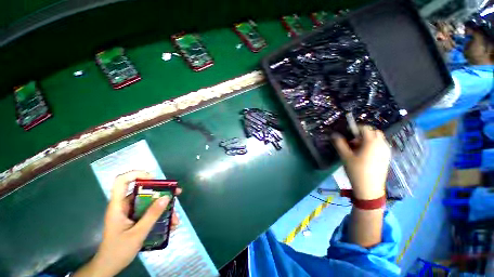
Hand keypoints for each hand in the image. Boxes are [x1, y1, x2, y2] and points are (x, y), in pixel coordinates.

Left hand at [74, 171, 181, 276]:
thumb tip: (166, 197)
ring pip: (149, 202)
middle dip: (161, 192)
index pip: (122, 181)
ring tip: (175, 218)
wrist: (110, 266)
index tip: (154, 178)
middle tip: (176, 194)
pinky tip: (170, 224)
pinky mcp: (136, 218)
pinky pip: (150, 212)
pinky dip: (161, 215)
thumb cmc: (118, 251)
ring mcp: (131, 212)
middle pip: (143, 191)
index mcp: (118, 206)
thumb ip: (152, 215)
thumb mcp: (137, 234)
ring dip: (164, 207)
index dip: (136, 174)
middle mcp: (124, 205)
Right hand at [332, 126, 390, 199]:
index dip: (355, 128)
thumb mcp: (345, 156)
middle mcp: (382, 144)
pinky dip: (373, 145)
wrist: (369, 188)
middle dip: (362, 134)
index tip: (347, 133)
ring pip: (378, 139)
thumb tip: (334, 134)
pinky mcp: (387, 157)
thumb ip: (339, 143)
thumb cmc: (356, 170)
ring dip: (368, 139)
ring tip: (358, 149)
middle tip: (353, 142)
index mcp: (372, 142)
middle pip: (373, 132)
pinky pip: (380, 145)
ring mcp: (386, 151)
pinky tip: (365, 155)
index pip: (365, 128)